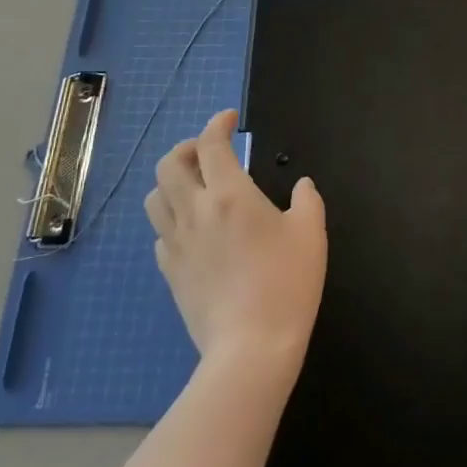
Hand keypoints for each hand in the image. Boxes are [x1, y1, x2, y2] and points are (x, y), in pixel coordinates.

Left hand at [147, 109, 325, 368]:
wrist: (251, 348)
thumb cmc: (287, 283)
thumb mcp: (312, 233)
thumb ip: (307, 200)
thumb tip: (301, 186)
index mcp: (229, 195)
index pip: (211, 144)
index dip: (218, 123)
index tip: (230, 119)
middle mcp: (195, 212)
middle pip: (169, 164)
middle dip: (187, 148)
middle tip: (209, 151)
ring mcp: (177, 244)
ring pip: (154, 198)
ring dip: (171, 182)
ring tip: (194, 186)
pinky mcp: (169, 273)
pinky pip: (160, 234)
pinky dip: (172, 219)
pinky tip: (193, 229)